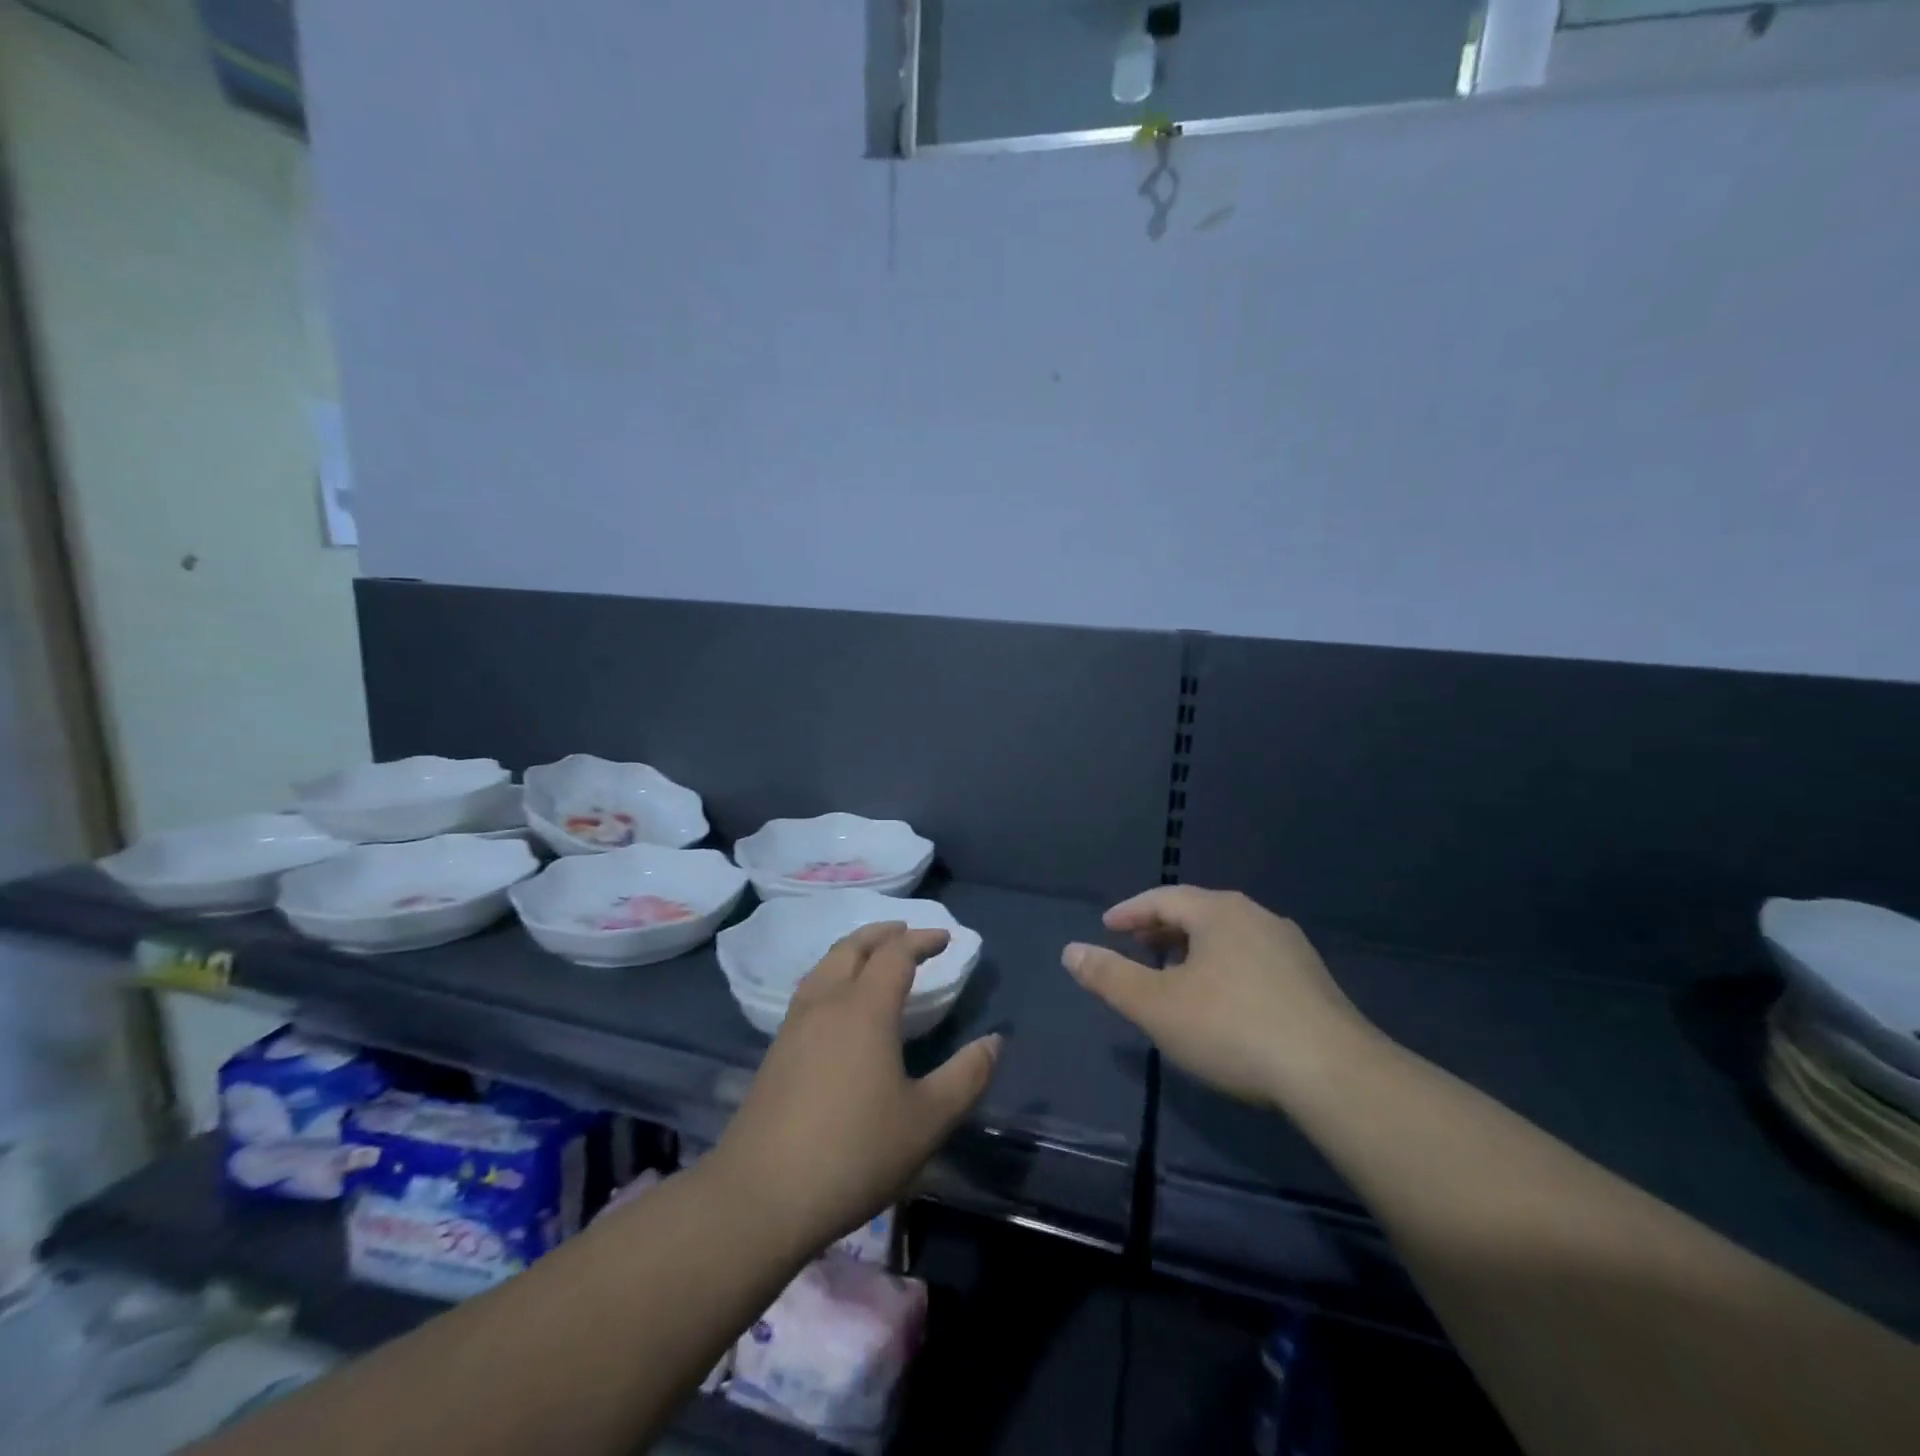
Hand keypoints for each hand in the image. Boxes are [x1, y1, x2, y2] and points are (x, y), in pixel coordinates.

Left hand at [704, 922, 1000, 1259]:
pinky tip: (837, 1003)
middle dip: (883, 933)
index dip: (921, 940)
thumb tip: (995, 1040)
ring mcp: (794, 1025)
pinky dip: (832, 974)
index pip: (895, 954)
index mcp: (864, 1009)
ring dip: (853, 949)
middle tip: (906, 931)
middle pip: (852, 947)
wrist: (760, 1196)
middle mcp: (826, 1003)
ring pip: (825, 965)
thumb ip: (966, 1076)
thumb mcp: (927, 1121)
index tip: (944, 938)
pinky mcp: (775, 1050)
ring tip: (873, 956)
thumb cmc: (854, 1153)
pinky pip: (810, 989)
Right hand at [1063, 886, 1371, 1106]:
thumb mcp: (1157, 1006)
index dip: (1130, 912)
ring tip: (1173, 972)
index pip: (1162, 898)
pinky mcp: (1312, 980)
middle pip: (1197, 912)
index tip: (1107, 927)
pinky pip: (1252, 957)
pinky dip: (1223, 965)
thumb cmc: (1232, 1029)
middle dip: (1161, 928)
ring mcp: (1290, 947)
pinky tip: (1222, 998)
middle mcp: (1256, 916)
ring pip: (1227, 935)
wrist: (1334, 1074)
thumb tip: (1070, 951)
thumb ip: (1110, 977)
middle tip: (1135, 946)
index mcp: (1218, 912)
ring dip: (1193, 948)